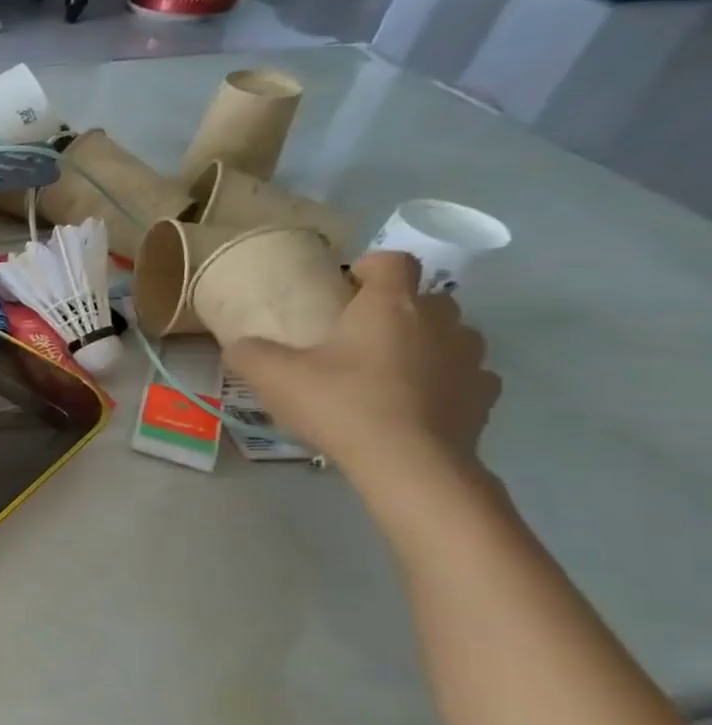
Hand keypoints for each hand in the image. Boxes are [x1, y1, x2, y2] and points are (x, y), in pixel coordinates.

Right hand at [224, 250, 500, 480]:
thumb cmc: (340, 405)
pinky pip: (464, 375)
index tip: (344, 288)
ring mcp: (470, 357)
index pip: (393, 260)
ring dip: (422, 345)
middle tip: (356, 339)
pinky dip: (442, 382)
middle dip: (394, 310)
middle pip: (423, 298)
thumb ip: (249, 353)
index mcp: (390, 304)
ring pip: (448, 336)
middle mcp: (439, 320)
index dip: (369, 267)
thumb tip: (239, 345)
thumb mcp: (272, 377)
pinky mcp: (485, 395)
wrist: (409, 464)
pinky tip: (412, 405)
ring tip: (384, 374)